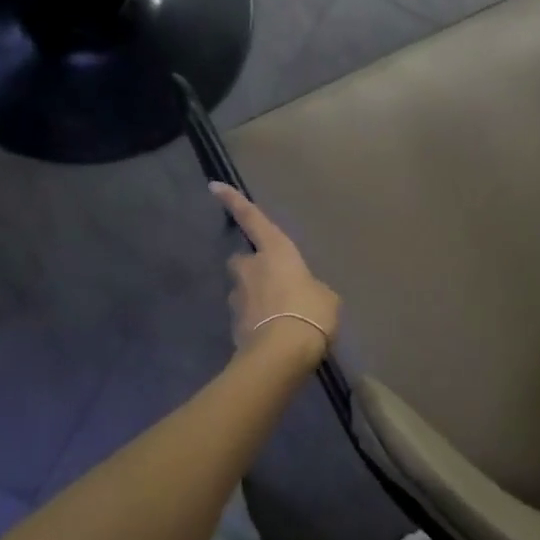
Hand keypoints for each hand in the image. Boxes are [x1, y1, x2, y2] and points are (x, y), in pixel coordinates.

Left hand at [210, 183, 339, 365]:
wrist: (281, 354)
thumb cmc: (309, 312)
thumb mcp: (326, 297)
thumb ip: (311, 289)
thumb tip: (304, 294)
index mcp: (276, 252)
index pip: (252, 219)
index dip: (234, 201)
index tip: (213, 186)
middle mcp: (251, 269)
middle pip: (242, 260)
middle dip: (251, 267)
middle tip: (270, 279)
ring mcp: (239, 299)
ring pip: (243, 291)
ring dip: (255, 298)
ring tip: (280, 316)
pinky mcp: (233, 327)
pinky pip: (247, 318)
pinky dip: (257, 323)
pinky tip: (275, 336)